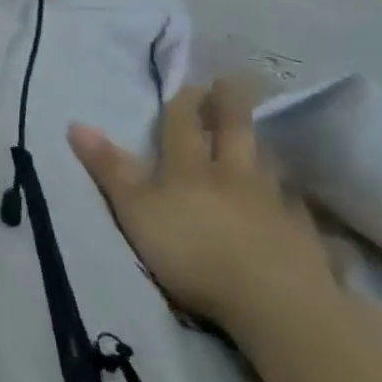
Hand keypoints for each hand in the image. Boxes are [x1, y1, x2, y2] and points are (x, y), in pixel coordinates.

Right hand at [68, 79, 333, 330]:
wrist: (273, 300)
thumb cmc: (191, 251)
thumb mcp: (135, 210)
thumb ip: (109, 169)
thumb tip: (77, 124)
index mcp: (189, 169)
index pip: (183, 126)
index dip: (185, 104)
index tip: (191, 82)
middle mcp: (234, 177)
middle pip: (234, 133)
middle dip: (230, 106)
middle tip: (235, 81)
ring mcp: (274, 206)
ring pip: (268, 168)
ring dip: (263, 151)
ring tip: (264, 143)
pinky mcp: (304, 238)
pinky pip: (298, 212)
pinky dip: (293, 203)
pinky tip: (296, 207)